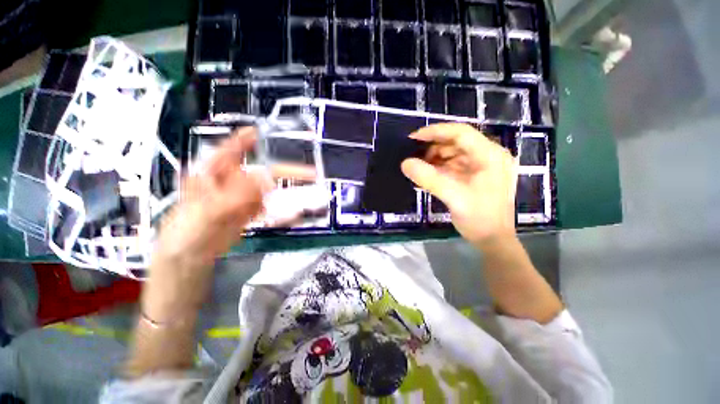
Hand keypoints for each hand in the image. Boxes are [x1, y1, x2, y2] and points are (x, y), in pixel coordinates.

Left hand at [146, 128, 313, 314]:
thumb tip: (264, 180)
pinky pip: (270, 210)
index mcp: (214, 175)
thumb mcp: (207, 212)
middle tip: (311, 173)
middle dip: (287, 171)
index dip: (246, 140)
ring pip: (271, 192)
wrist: (188, 258)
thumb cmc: (187, 231)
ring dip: (291, 195)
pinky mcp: (249, 214)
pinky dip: (283, 213)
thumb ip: (234, 196)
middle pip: (263, 172)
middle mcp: (232, 183)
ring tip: (311, 198)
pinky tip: (295, 216)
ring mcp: (243, 199)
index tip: (263, 132)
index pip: (232, 151)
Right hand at [401, 123, 517, 245]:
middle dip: (434, 147)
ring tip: (420, 168)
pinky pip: (456, 164)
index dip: (435, 132)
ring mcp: (484, 165)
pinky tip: (430, 175)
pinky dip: (441, 167)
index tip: (413, 138)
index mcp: (490, 155)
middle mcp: (490, 155)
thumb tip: (405, 163)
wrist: (493, 240)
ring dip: (436, 158)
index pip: (461, 132)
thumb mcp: (453, 196)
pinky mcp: (478, 175)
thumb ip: (428, 178)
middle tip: (415, 156)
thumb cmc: (479, 218)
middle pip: (457, 142)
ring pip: (455, 153)